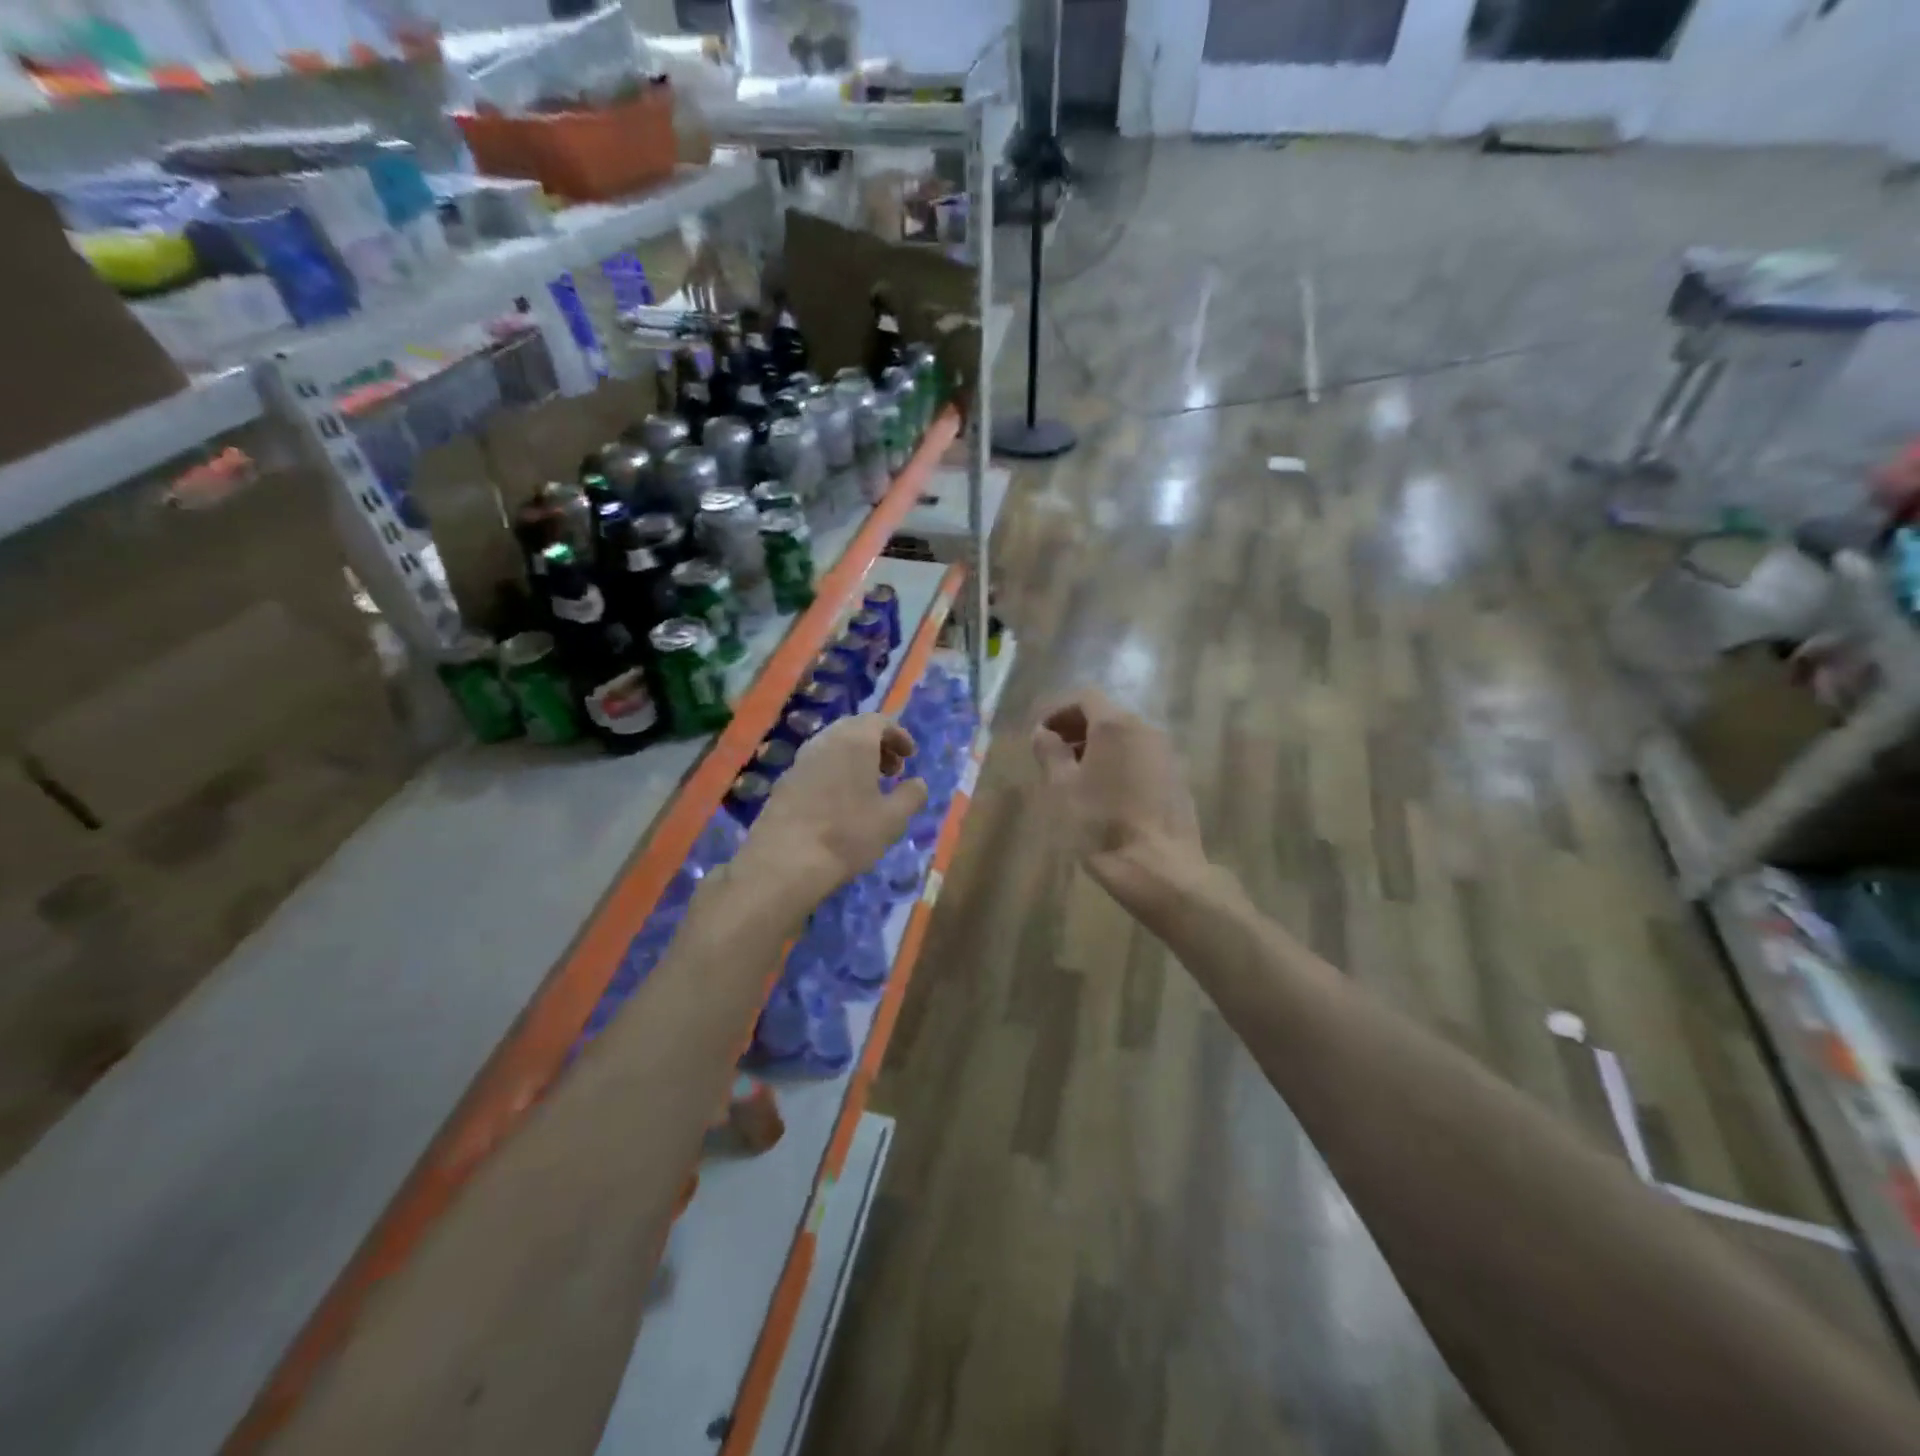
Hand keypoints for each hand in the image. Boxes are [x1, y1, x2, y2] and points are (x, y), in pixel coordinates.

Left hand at [739, 714, 927, 909]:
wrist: (785, 861)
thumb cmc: (847, 834)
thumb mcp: (893, 819)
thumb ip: (911, 796)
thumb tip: (918, 783)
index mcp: (854, 741)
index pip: (879, 721)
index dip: (898, 735)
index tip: (910, 756)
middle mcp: (824, 741)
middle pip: (854, 730)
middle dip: (876, 746)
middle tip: (892, 771)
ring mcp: (799, 761)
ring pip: (832, 747)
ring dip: (854, 760)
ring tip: (868, 789)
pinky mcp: (783, 782)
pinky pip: (816, 766)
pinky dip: (834, 773)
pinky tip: (840, 804)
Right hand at [1032, 689, 1207, 913]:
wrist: (1159, 868)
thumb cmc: (1101, 825)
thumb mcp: (1062, 788)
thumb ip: (1050, 753)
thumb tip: (1042, 733)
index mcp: (1115, 726)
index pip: (1085, 698)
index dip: (1058, 711)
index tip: (1041, 736)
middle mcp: (1146, 729)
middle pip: (1107, 716)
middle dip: (1077, 729)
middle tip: (1054, 756)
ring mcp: (1167, 754)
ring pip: (1127, 737)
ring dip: (1099, 747)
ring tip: (1078, 777)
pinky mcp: (1178, 778)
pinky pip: (1142, 757)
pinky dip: (1121, 763)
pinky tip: (1108, 794)